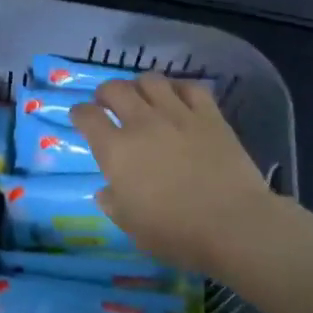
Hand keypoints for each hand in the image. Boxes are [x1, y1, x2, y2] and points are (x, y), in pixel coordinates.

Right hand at [69, 73, 281, 274]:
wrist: (233, 225)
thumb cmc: (175, 233)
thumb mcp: (131, 226)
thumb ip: (113, 204)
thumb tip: (106, 191)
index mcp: (116, 150)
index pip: (87, 116)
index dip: (79, 113)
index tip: (80, 117)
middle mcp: (142, 123)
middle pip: (115, 89)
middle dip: (106, 92)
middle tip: (107, 103)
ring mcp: (178, 115)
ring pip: (151, 80)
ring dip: (140, 85)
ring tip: (143, 97)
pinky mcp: (210, 116)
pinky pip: (190, 87)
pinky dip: (179, 89)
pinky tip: (179, 99)